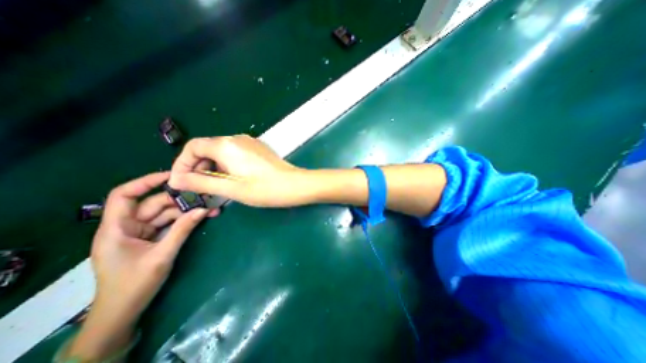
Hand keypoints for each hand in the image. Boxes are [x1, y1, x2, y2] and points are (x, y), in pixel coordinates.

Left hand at [66, 172, 216, 359]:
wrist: (124, 312)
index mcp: (116, 228)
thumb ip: (183, 230)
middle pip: (154, 204)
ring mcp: (141, 233)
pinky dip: (185, 221)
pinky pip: (169, 224)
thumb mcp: (162, 255)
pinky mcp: (151, 239)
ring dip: (187, 211)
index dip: (146, 182)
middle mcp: (127, 226)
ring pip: (165, 214)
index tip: (173, 176)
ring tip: (209, 209)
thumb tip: (204, 209)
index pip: (124, 195)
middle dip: (180, 201)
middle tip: (205, 197)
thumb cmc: (133, 285)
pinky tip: (201, 217)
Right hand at [169, 134, 309, 206]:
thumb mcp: (231, 189)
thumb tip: (175, 179)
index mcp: (226, 145)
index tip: (181, 182)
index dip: (182, 164)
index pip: (193, 147)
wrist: (295, 185)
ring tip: (215, 185)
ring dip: (212, 166)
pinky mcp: (258, 148)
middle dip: (198, 166)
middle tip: (199, 187)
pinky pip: (234, 153)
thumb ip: (201, 182)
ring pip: (221, 151)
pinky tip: (231, 178)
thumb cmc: (265, 189)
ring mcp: (249, 142)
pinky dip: (226, 164)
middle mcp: (236, 138)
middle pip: (207, 148)